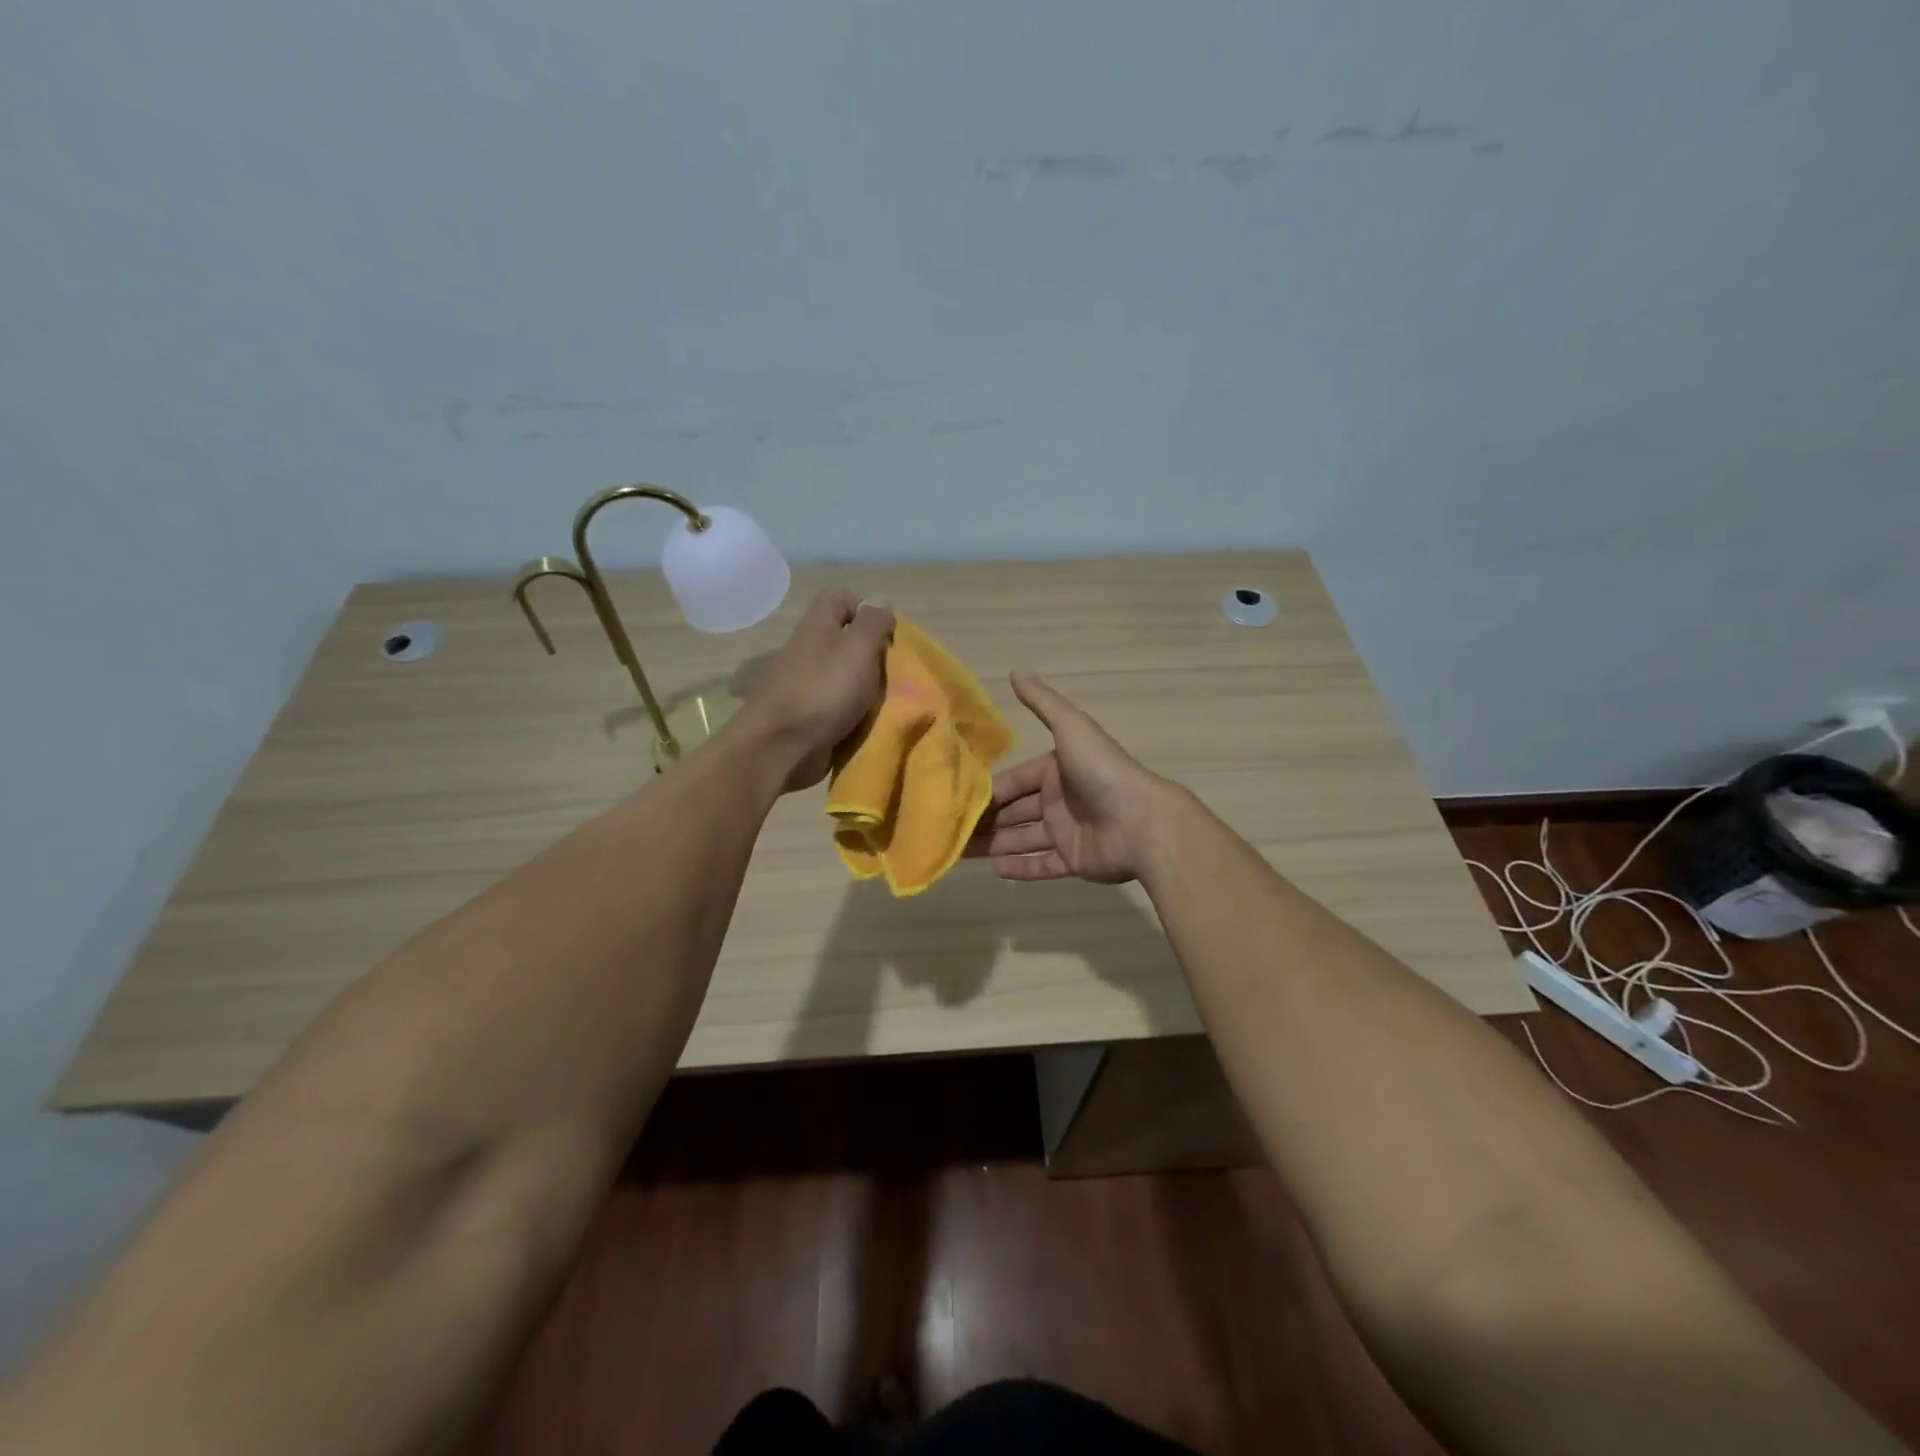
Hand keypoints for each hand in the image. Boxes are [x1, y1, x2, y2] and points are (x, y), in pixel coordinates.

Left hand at [733, 588, 893, 792]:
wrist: (782, 747)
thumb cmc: (825, 691)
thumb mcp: (858, 649)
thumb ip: (872, 623)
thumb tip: (880, 600)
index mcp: (818, 625)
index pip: (839, 596)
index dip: (864, 608)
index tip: (884, 634)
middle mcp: (808, 648)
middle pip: (844, 637)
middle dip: (871, 653)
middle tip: (889, 671)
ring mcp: (805, 682)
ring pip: (843, 673)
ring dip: (864, 686)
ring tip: (883, 701)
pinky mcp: (806, 712)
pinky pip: (836, 703)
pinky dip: (852, 711)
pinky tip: (865, 722)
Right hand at [969, 673, 1173, 883]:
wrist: (1141, 821)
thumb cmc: (1101, 771)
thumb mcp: (1070, 727)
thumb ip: (1043, 703)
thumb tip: (1017, 671)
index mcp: (1056, 770)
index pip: (1015, 781)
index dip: (989, 792)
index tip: (958, 801)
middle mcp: (1060, 800)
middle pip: (1015, 812)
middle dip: (986, 821)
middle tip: (951, 831)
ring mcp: (1068, 831)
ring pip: (1023, 839)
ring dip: (996, 844)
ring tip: (962, 853)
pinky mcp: (1075, 860)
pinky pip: (1043, 864)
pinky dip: (1021, 868)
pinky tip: (995, 869)